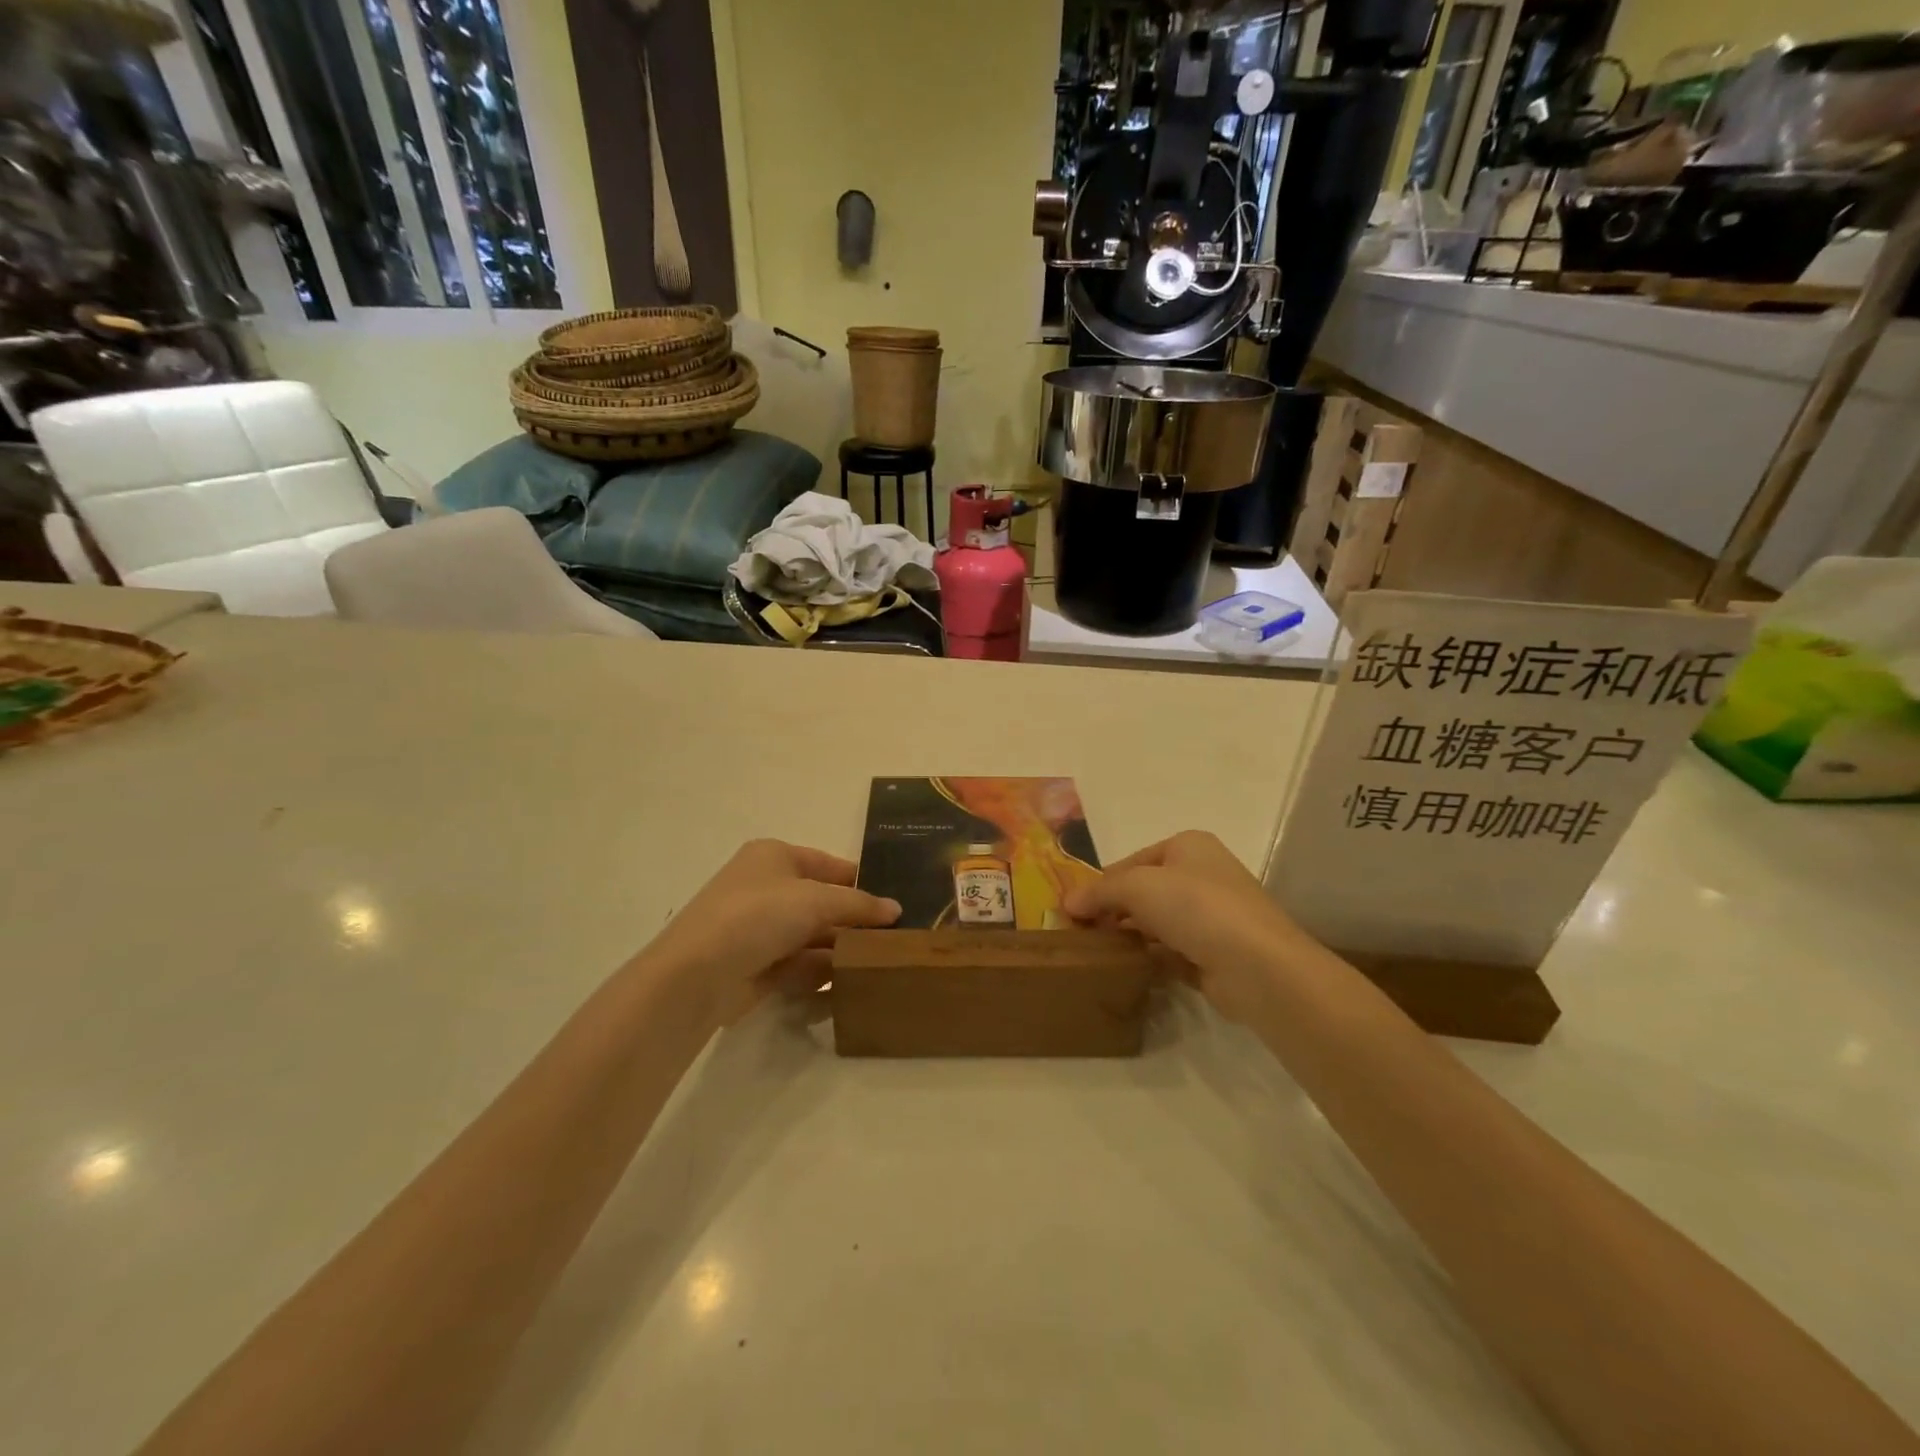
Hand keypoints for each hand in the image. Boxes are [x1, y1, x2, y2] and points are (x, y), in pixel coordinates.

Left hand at [642, 839, 900, 1027]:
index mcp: (774, 857)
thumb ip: (859, 905)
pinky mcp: (758, 965)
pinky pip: (800, 964)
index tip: (895, 899)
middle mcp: (766, 888)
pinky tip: (852, 983)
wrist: (697, 975)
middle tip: (896, 936)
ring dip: (842, 948)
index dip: (860, 880)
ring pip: (813, 935)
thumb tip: (896, 909)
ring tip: (883, 962)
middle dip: (854, 919)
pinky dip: (823, 972)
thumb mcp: (816, 900)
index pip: (828, 864)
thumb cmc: (758, 916)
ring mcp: (760, 929)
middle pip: (822, 902)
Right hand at [1064, 831, 1315, 1024]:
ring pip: (1156, 923)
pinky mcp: (1214, 954)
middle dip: (1112, 911)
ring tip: (1094, 955)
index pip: (1131, 862)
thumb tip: (1068, 903)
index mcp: (1188, 847)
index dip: (1100, 884)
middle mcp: (1202, 875)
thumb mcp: (1138, 886)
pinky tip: (1124, 971)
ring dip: (1128, 937)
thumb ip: (1100, 892)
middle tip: (1079, 934)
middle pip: (1143, 892)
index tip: (1071, 910)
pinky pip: (1171, 952)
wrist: (1259, 966)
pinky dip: (1149, 959)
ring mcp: (1212, 917)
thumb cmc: (1197, 907)